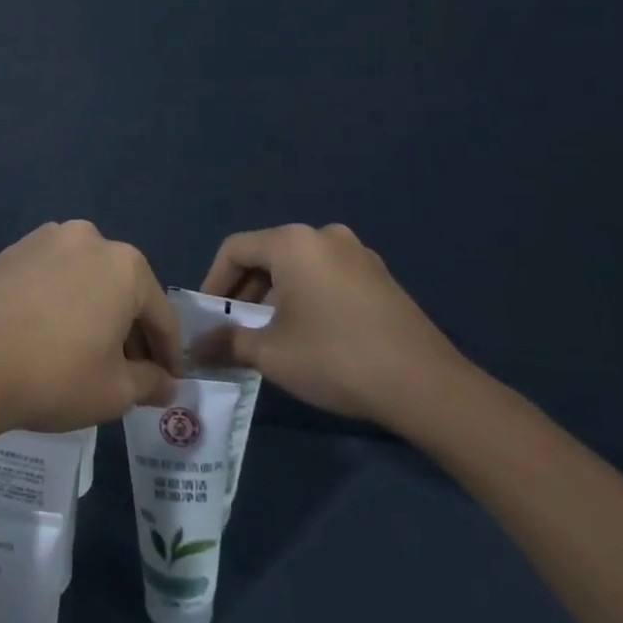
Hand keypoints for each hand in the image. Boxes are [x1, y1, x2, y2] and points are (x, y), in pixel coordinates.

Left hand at [0, 220, 181, 434]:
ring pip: (86, 279)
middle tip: (131, 372)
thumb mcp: (115, 391)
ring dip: (95, 311)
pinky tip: (52, 333)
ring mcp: (45, 239)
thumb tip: (164, 382)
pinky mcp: (12, 250)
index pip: (159, 314)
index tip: (169, 381)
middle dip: (130, 330)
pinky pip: (52, 276)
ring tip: (89, 353)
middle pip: (123, 290)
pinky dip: (62, 300)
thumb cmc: (55, 375)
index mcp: (125, 265)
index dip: (168, 353)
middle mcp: (88, 238)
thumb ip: (150, 382)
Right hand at [193, 223, 463, 428]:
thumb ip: (226, 343)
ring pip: (299, 267)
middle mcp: (324, 236)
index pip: (234, 250)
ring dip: (276, 295)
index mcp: (292, 242)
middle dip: (244, 291)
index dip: (213, 282)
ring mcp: (359, 255)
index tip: (207, 316)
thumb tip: (195, 349)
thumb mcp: (270, 353)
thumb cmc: (334, 357)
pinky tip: (310, 333)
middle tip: (233, 326)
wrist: (426, 386)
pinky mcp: (382, 278)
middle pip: (267, 255)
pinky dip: (307, 297)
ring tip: (269, 333)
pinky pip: (328, 277)